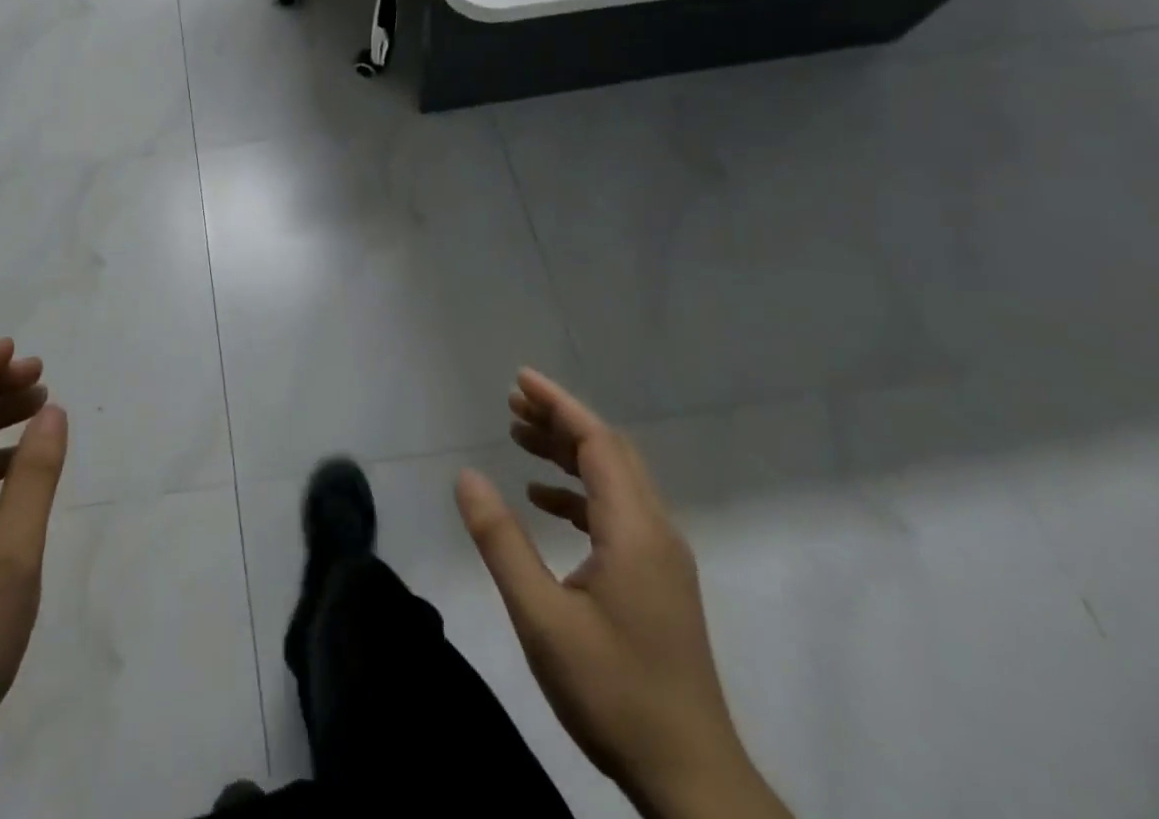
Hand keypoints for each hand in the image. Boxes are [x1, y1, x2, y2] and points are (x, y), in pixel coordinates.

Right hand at [455, 369, 789, 818]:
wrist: (692, 781)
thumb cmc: (613, 692)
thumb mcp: (542, 617)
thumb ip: (502, 541)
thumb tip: (467, 476)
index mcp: (636, 530)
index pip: (598, 442)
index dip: (558, 404)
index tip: (519, 379)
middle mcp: (656, 532)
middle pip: (609, 452)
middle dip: (561, 420)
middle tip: (511, 403)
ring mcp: (661, 559)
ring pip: (614, 481)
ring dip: (569, 453)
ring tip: (519, 437)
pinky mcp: (657, 582)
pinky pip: (617, 513)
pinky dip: (578, 494)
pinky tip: (543, 503)